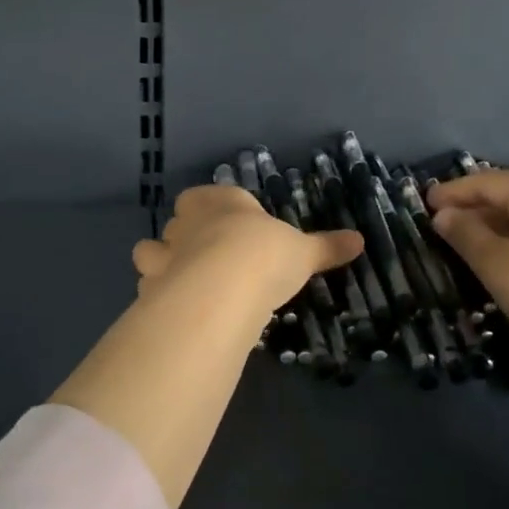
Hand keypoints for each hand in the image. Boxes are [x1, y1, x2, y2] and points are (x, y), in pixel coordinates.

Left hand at [133, 185, 362, 316]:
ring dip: (160, 264)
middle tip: (208, 260)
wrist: (225, 286)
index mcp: (219, 202)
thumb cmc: (265, 254)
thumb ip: (326, 247)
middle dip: (185, 238)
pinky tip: (175, 311)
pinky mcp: (151, 286)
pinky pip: (148, 287)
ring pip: (149, 251)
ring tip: (183, 284)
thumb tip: (359, 241)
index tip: (231, 230)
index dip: (215, 212)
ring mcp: (163, 253)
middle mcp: (185, 222)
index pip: (206, 197)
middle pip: (176, 223)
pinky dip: (157, 297)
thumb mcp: (303, 251)